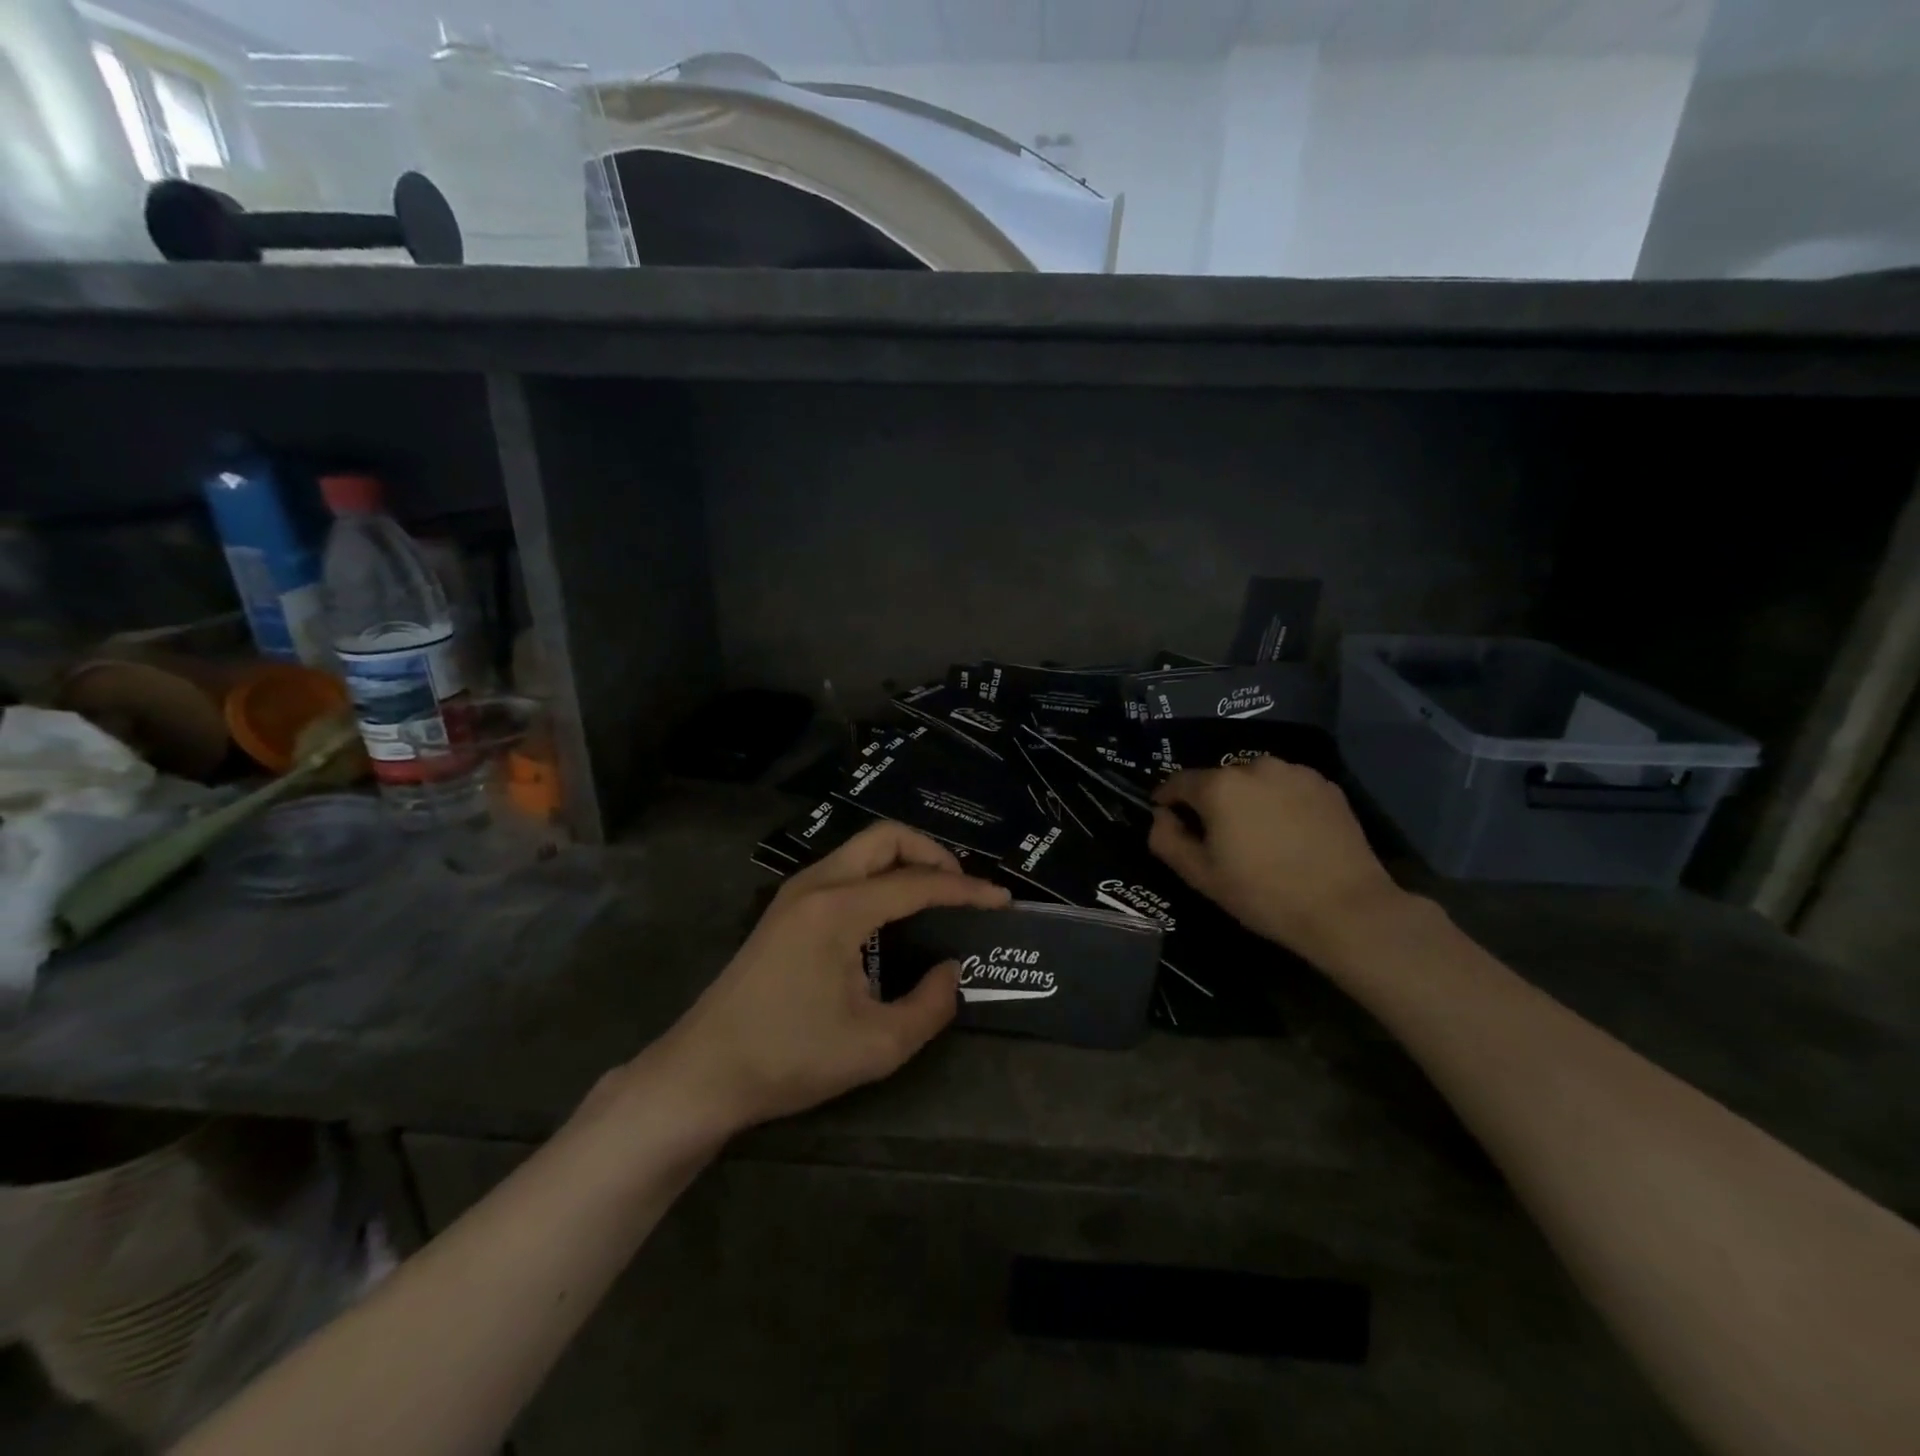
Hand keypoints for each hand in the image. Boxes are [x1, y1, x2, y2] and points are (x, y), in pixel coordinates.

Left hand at [651, 821, 1008, 1131]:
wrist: (702, 1072)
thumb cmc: (789, 1058)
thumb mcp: (876, 1046)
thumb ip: (930, 1006)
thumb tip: (953, 971)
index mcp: (839, 909)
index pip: (917, 883)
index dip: (966, 890)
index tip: (1002, 901)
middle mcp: (816, 883)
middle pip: (886, 838)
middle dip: (932, 854)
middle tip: (962, 890)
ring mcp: (795, 892)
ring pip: (862, 850)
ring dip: (904, 863)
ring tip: (935, 900)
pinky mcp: (784, 909)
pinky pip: (844, 871)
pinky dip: (879, 878)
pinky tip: (891, 916)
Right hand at [1148, 757, 1403, 964]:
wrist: (1346, 909)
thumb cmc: (1263, 894)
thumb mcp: (1201, 876)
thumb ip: (1167, 840)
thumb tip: (1161, 816)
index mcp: (1219, 785)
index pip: (1178, 782)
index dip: (1167, 799)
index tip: (1167, 817)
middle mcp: (1255, 766)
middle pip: (1219, 779)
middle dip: (1211, 801)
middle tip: (1217, 836)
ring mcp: (1295, 772)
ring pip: (1255, 780)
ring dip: (1247, 799)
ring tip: (1256, 833)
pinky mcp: (1326, 785)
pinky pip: (1287, 787)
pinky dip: (1279, 802)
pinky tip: (1288, 833)